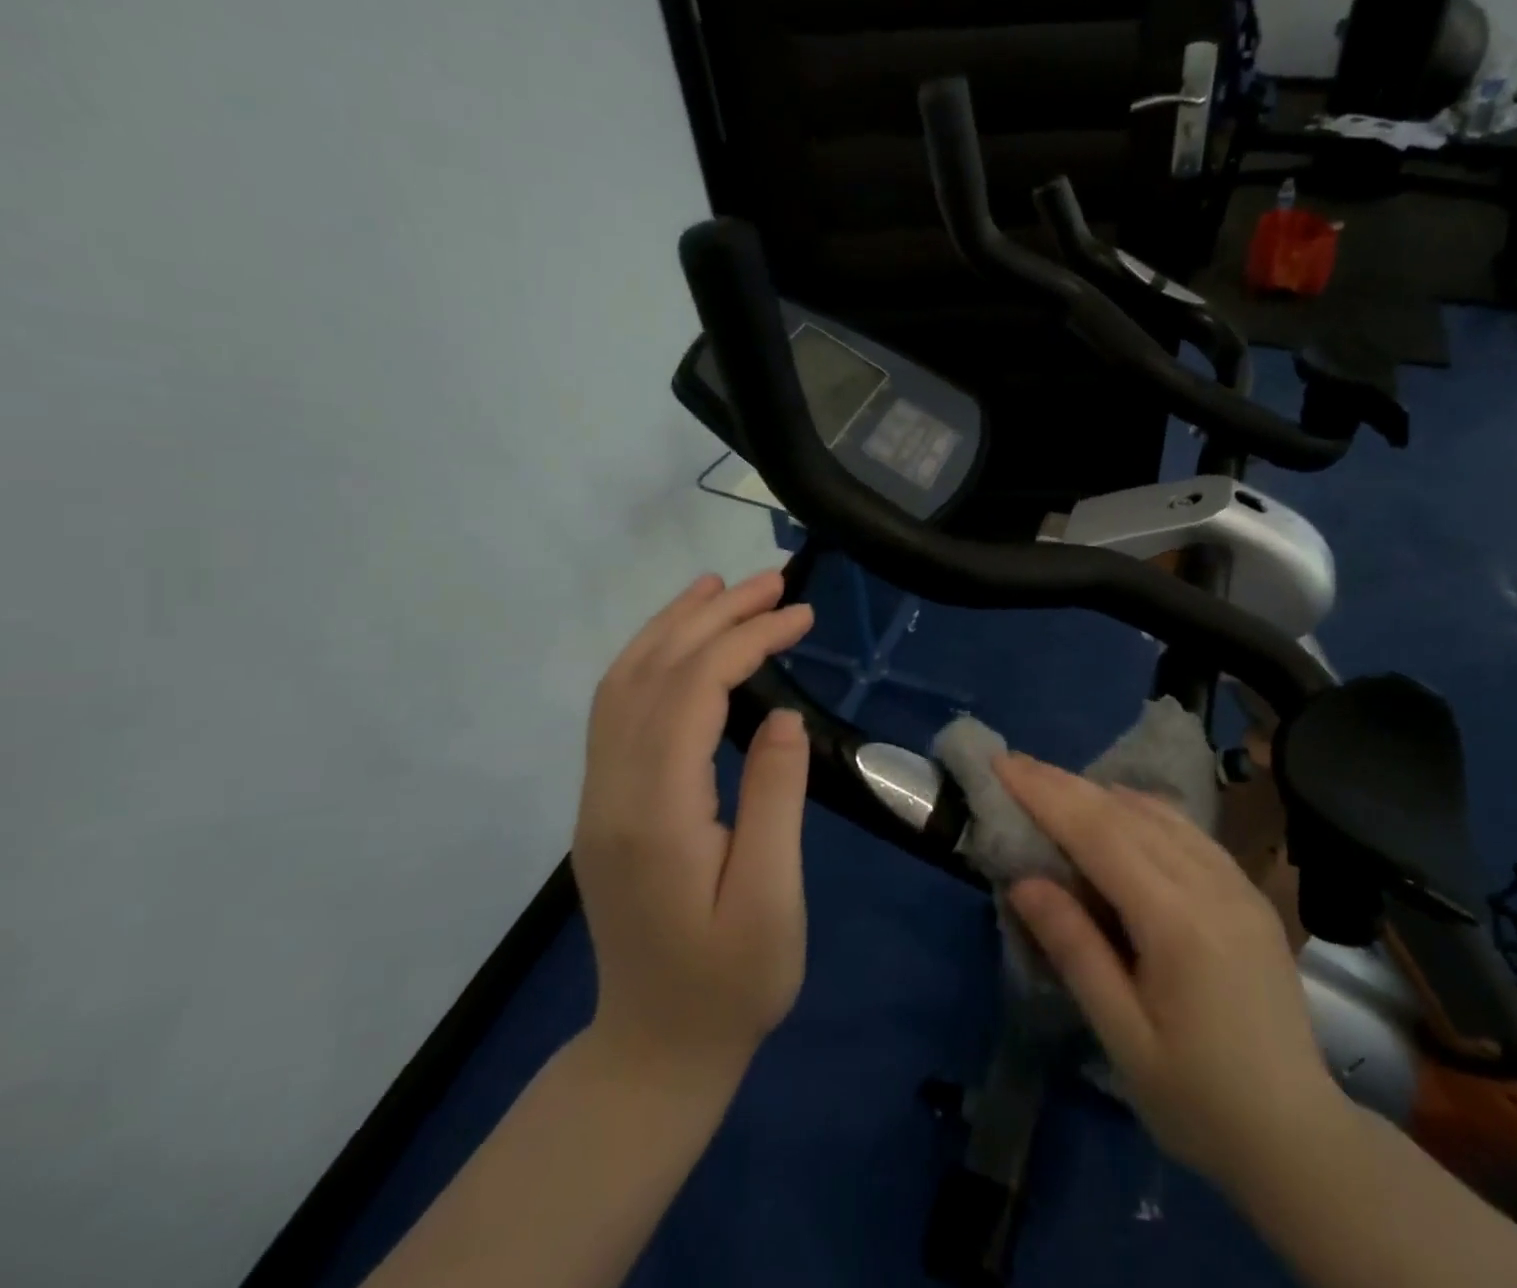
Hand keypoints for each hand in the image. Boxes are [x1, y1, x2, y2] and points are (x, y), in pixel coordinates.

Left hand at [572, 571, 814, 1093]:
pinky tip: (683, 644)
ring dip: (673, 626)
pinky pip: (618, 709)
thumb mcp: (772, 899)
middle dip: (712, 616)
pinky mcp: (606, 803)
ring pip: (623, 683)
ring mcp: (599, 796)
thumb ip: (774, 799)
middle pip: (652, 672)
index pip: (691, 691)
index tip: (801, 616)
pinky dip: (651, 659)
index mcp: (654, 814)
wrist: (655, 1050)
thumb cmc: (731, 984)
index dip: (745, 640)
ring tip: (722, 588)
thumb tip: (779, 714)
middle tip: (772, 583)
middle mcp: (612, 791)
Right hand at [992, 752, 1341, 1189]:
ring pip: (1159, 813)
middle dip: (1064, 783)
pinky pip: (1188, 830)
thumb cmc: (1199, 1101)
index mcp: (1178, 922)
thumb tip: (1023, 881)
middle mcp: (1211, 884)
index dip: (1047, 796)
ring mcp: (1237, 883)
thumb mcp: (1124, 1037)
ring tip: (1054, 783)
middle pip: (1126, 813)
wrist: (1300, 1138)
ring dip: (1101, 792)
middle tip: (1015, 762)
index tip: (1004, 765)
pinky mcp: (1248, 892)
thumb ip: (1076, 950)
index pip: (1100, 835)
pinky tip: (1120, 808)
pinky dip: (1143, 809)